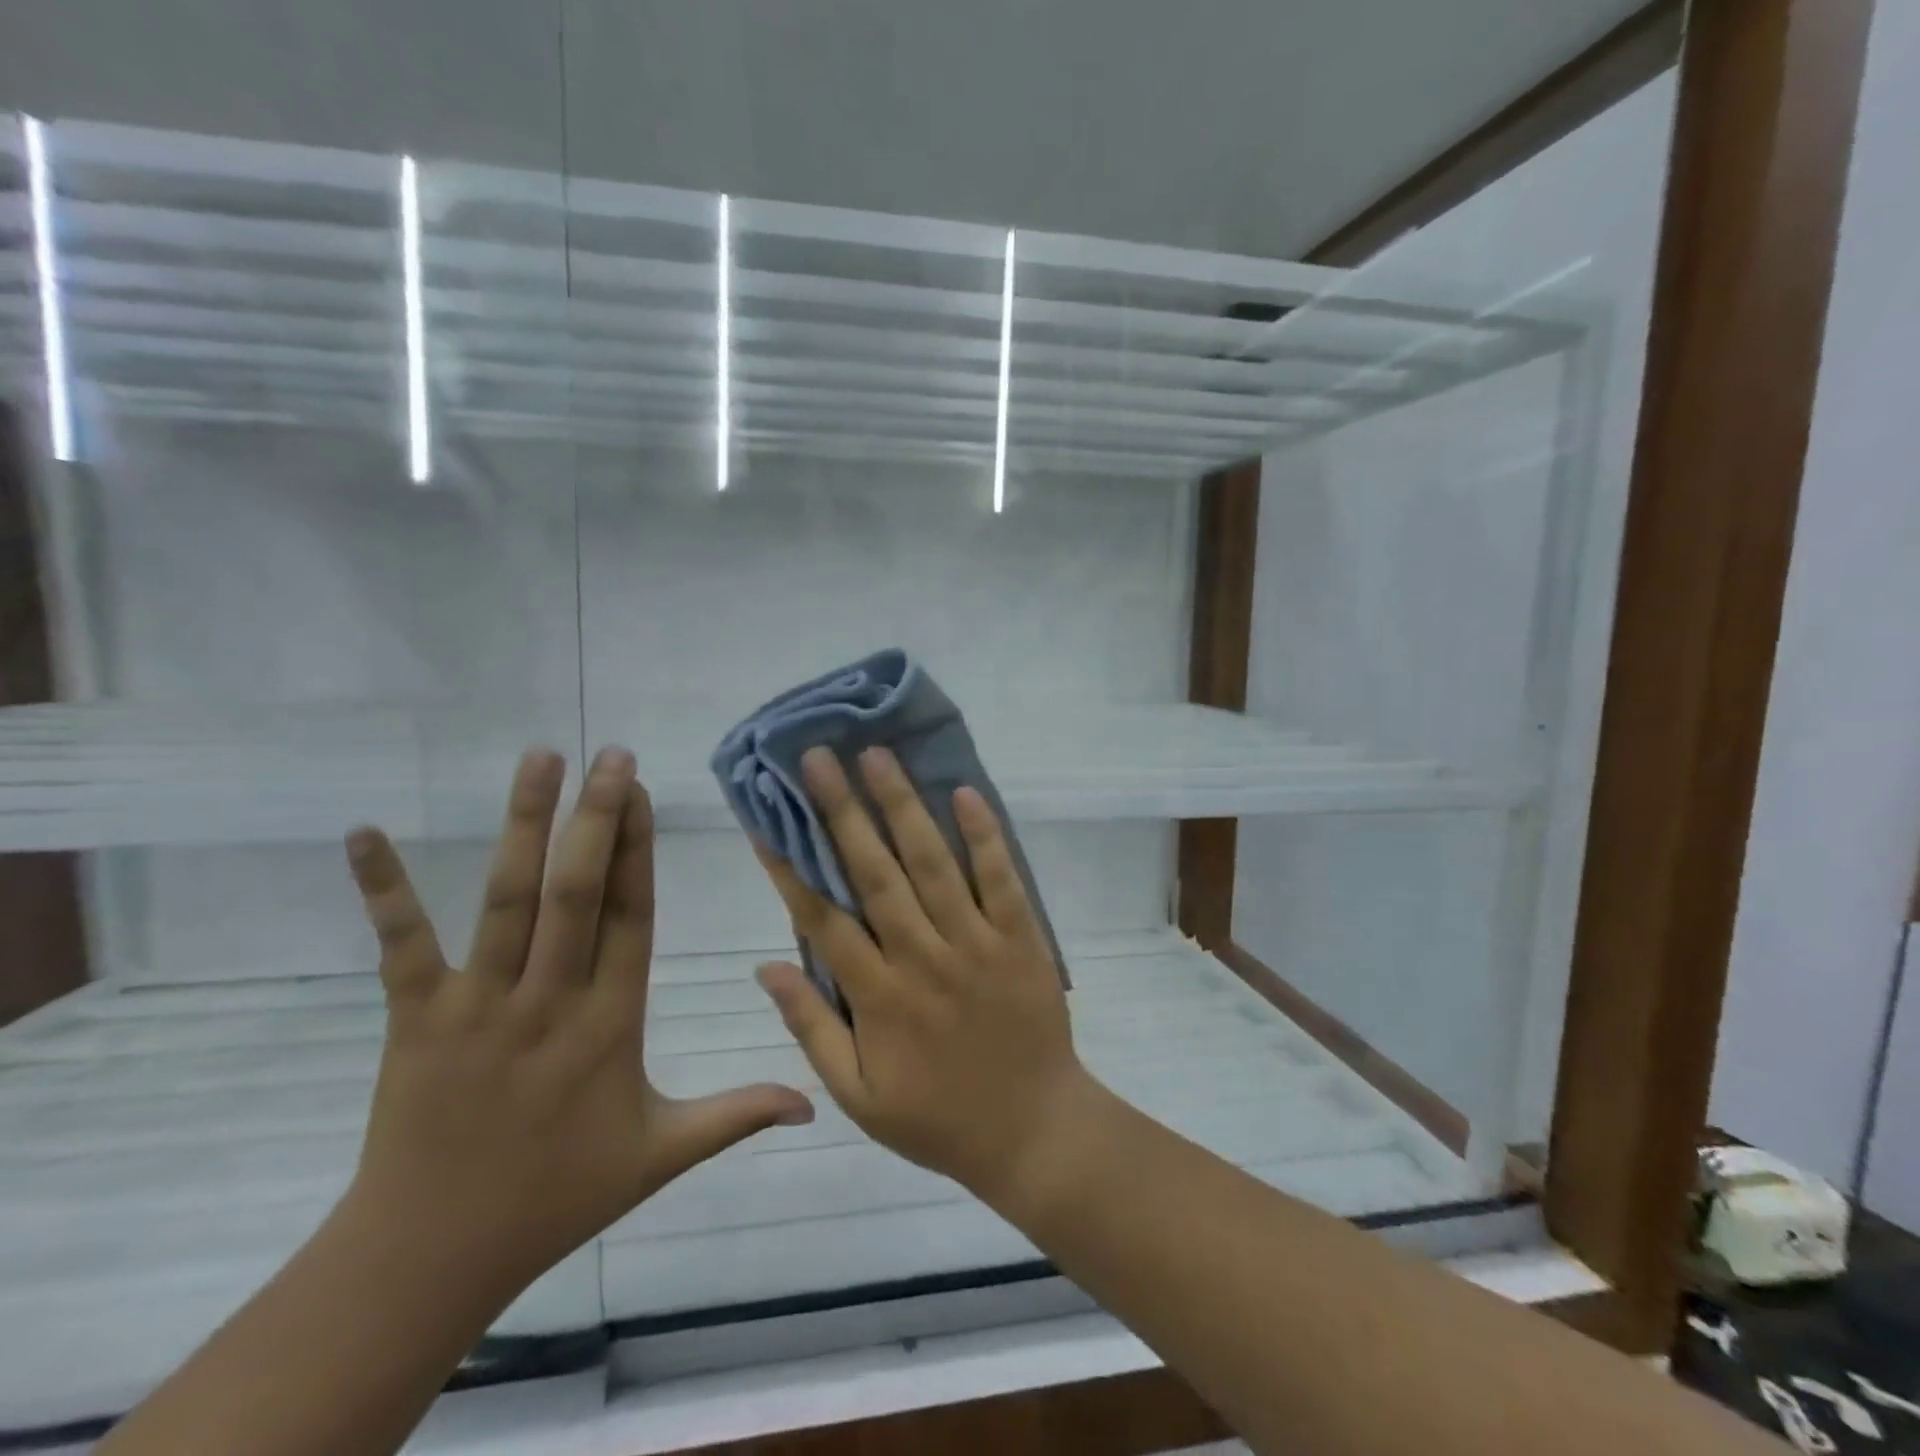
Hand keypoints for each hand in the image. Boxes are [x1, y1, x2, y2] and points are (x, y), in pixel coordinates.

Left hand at [342, 747, 813, 1294]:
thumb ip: (738, 1115)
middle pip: (576, 894)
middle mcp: (549, 1001)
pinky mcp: (416, 1018)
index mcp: (611, 1025)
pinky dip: (383, 889)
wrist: (430, 1257)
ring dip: (524, 826)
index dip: (639, 851)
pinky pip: (402, 946)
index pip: (632, 919)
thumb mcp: (662, 1155)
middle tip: (611, 755)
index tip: (644, 793)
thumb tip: (815, 1104)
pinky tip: (365, 832)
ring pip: (508, 901)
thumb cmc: (557, 1196)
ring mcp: (479, 1006)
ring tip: (541, 759)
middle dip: (596, 818)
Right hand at [753, 746, 1093, 1204]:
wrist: (1035, 1132)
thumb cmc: (938, 1118)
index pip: (823, 919)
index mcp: (877, 998)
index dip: (791, 866)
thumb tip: (766, 966)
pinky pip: (1002, 880)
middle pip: (874, 874)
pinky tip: (964, 792)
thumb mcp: (858, 1095)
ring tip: (876, 756)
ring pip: (932, 864)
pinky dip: (984, 836)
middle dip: (841, 812)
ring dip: (903, 806)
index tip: (768, 818)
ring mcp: (975, 944)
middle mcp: (921, 959)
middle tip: (817, 758)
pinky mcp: (1021, 939)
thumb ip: (811, 1028)